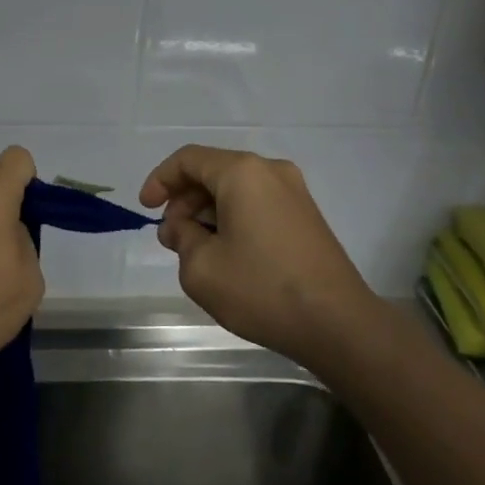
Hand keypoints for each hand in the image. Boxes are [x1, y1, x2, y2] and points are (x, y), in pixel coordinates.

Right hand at [140, 146, 375, 367]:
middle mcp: (271, 171)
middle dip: (184, 201)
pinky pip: (258, 204)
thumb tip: (181, 227)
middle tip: (171, 238)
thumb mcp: (201, 267)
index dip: (160, 180)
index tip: (145, 209)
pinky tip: (227, 254)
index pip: (188, 159)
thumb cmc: (262, 289)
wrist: (338, 324)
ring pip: (236, 190)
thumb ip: (181, 238)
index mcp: (243, 172)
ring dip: (208, 212)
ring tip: (195, 251)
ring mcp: (295, 193)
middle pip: (214, 172)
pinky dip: (233, 219)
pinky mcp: (307, 217)